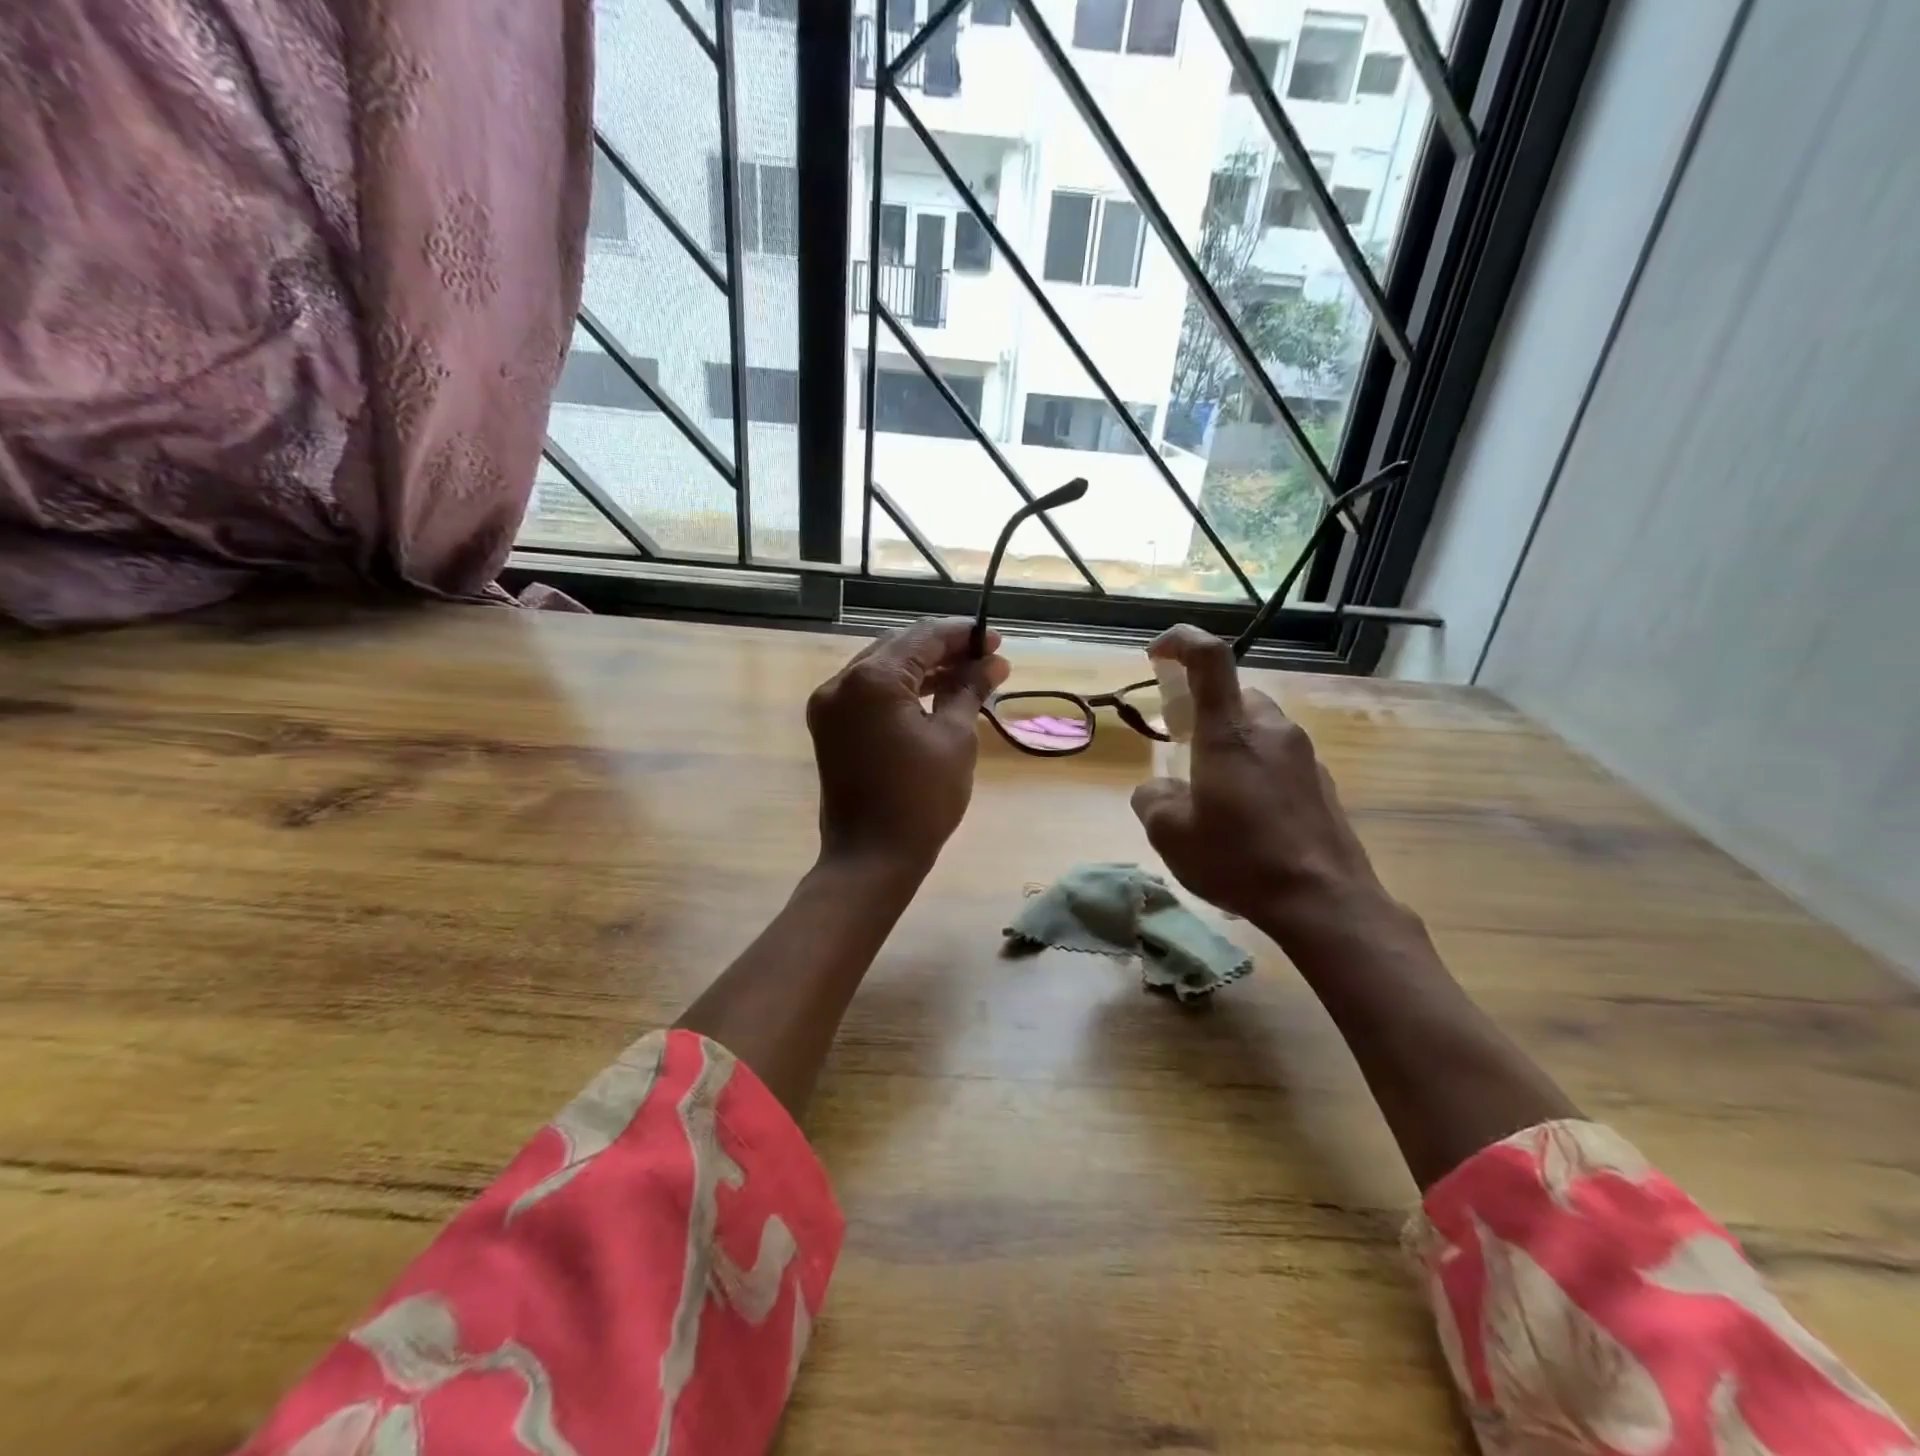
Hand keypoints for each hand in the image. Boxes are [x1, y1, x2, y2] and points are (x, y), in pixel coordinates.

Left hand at [806, 617, 1009, 876]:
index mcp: (871, 680)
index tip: (995, 641)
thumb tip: (993, 662)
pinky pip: (868, 693)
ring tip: (967, 676)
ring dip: (923, 669)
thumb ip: (969, 689)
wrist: (871, 859)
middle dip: (943, 650)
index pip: (922, 638)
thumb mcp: (954, 738)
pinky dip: (900, 691)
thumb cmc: (921, 800)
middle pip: (899, 647)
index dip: (962, 636)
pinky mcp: (829, 727)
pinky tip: (934, 695)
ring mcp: (829, 705)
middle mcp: (841, 682)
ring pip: (882, 669)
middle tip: (985, 659)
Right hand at [1130, 625, 1390, 943]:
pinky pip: (1279, 760)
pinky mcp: (1323, 784)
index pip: (1210, 658)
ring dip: (1231, 746)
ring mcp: (1304, 756)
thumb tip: (1158, 789)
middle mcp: (1272, 730)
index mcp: (1230, 731)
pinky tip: (1248, 819)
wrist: (1324, 902)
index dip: (1181, 641)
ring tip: (1214, 795)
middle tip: (1183, 751)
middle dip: (1203, 714)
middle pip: (1233, 697)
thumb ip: (1153, 799)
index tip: (1157, 654)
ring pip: (1258, 730)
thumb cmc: (1239, 859)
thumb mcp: (1170, 834)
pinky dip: (1256, 772)